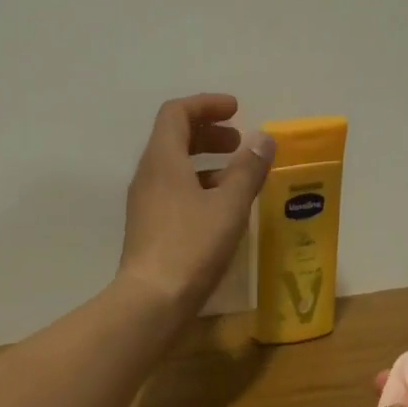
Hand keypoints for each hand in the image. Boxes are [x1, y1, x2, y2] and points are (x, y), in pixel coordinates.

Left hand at [118, 94, 274, 311]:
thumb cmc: (191, 247)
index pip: (177, 113)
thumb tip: (263, 139)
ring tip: (236, 181)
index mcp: (163, 159)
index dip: (207, 105)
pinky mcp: (148, 232)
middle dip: (208, 136)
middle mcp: (148, 177)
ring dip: (205, 167)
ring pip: (174, 172)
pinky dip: (196, 192)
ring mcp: (144, 206)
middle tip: (239, 145)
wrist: (152, 300)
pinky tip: (219, 215)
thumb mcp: (229, 206)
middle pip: (174, 140)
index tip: (236, 111)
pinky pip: (172, 197)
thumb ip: (248, 170)